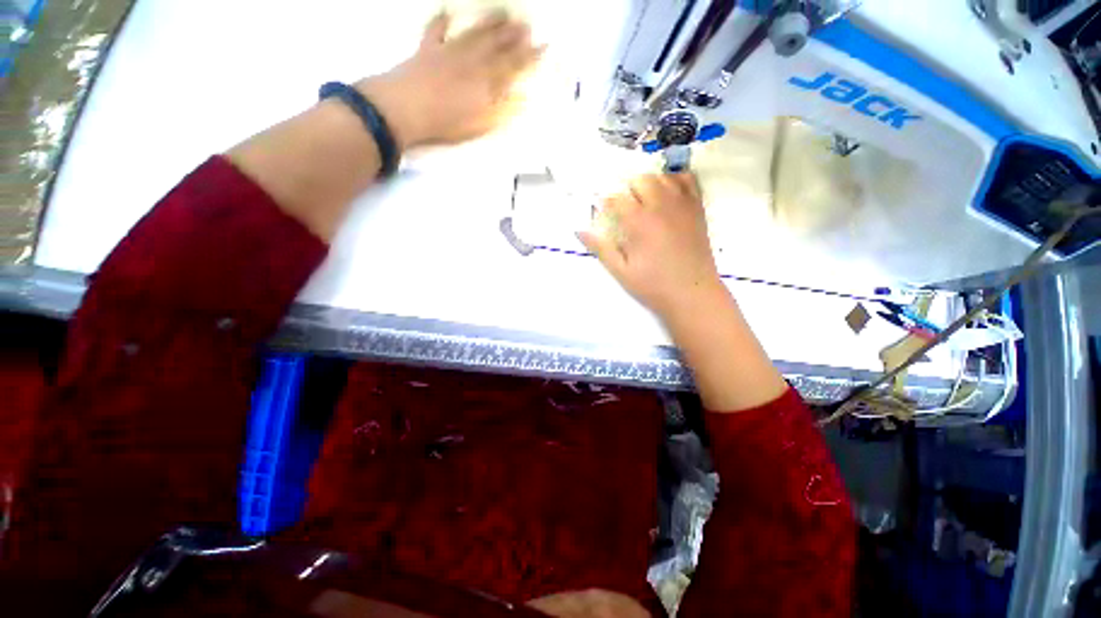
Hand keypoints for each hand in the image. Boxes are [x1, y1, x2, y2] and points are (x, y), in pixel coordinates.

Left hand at [356, 12, 542, 149]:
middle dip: (513, 36)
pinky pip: (435, 32)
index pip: (512, 65)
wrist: (405, 109)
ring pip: (473, 34)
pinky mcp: (426, 51)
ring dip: (489, 24)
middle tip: (527, 25)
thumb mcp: (481, 122)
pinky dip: (441, 21)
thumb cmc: (446, 122)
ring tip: (504, 14)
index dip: (529, 57)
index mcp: (485, 80)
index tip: (542, 46)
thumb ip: (502, 109)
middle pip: (496, 45)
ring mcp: (448, 52)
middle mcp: (470, 60)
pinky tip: (448, 13)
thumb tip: (522, 99)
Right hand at [579, 174, 726, 323]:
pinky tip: (668, 192)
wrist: (692, 294)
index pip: (617, 198)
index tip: (603, 212)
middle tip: (625, 209)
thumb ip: (600, 248)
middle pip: (640, 180)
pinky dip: (675, 179)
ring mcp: (682, 204)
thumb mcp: (621, 271)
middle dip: (627, 190)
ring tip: (644, 200)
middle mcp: (661, 206)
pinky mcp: (697, 209)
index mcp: (639, 222)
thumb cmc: (653, 285)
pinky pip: (688, 180)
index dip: (606, 203)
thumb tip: (579, 230)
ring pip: (662, 176)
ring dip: (649, 183)